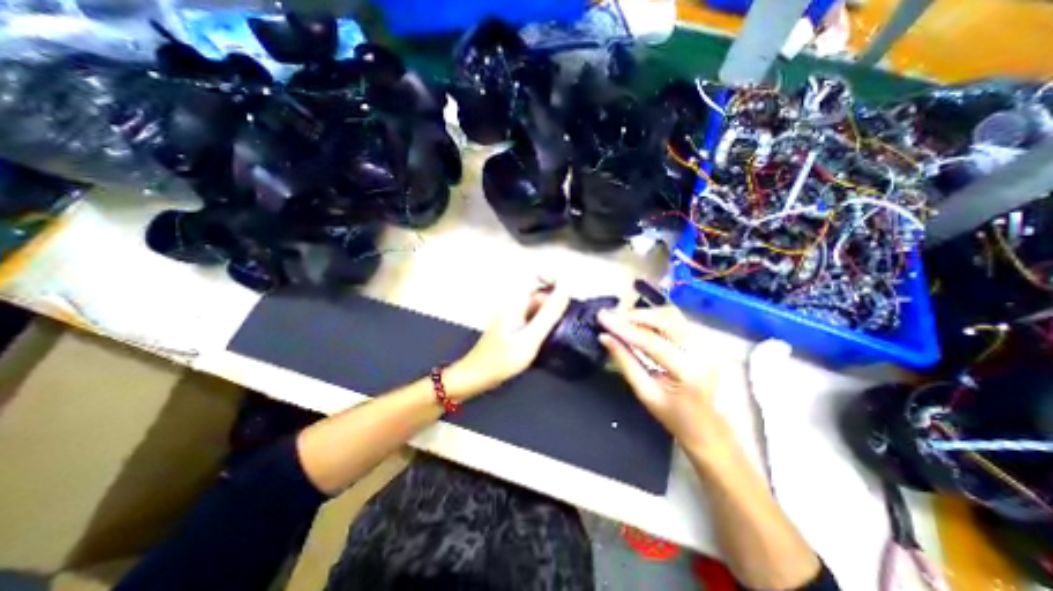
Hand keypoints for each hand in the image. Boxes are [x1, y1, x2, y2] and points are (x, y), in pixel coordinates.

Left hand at [448, 281, 571, 400]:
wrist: (477, 376)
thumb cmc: (501, 359)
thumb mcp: (530, 338)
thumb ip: (548, 315)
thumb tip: (565, 291)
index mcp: (516, 302)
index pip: (537, 278)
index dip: (554, 281)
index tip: (569, 295)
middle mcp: (514, 305)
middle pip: (539, 293)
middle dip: (555, 302)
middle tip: (568, 320)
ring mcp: (512, 316)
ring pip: (537, 307)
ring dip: (550, 314)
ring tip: (561, 330)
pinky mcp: (513, 327)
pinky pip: (532, 318)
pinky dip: (543, 324)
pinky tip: (548, 338)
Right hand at [595, 307, 733, 458]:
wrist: (712, 431)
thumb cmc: (677, 419)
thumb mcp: (646, 394)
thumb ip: (625, 363)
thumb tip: (605, 338)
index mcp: (689, 371)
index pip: (650, 341)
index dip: (623, 327)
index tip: (601, 316)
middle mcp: (703, 351)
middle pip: (665, 319)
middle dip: (634, 315)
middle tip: (611, 317)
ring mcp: (709, 344)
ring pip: (673, 315)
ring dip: (645, 314)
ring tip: (623, 319)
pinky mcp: (707, 341)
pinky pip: (678, 320)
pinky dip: (657, 318)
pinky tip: (642, 323)